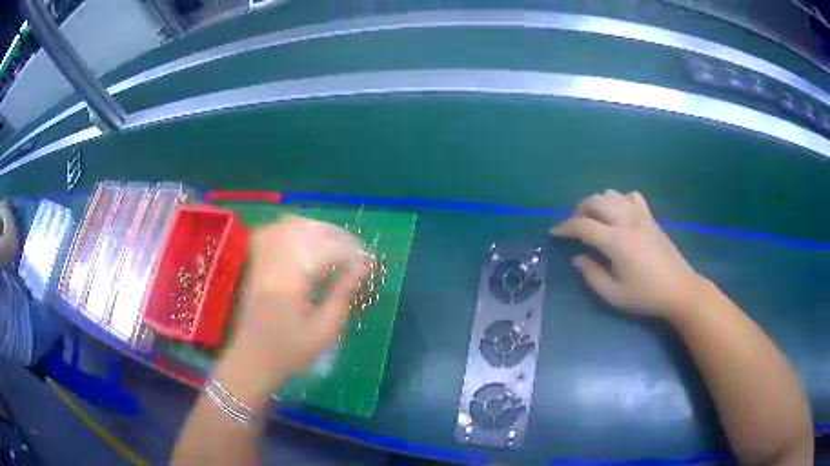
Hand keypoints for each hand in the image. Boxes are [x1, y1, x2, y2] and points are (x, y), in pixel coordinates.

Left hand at [228, 216, 367, 386]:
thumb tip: (360, 269)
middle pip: (307, 231)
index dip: (350, 253)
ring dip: (317, 229)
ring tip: (337, 244)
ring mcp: (261, 260)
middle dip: (337, 236)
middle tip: (356, 251)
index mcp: (289, 282)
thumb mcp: (323, 333)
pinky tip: (308, 241)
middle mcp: (273, 263)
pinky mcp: (256, 262)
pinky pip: (274, 231)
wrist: (251, 359)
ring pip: (290, 225)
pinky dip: (295, 230)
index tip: (367, 264)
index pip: (324, 251)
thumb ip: (342, 297)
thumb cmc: (288, 352)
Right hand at [551, 189, 703, 317]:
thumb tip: (578, 258)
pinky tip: (620, 213)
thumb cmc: (645, 295)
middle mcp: (626, 221)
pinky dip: (620, 200)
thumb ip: (592, 275)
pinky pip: (631, 197)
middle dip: (579, 210)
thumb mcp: (614, 294)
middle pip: (596, 201)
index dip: (565, 227)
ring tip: (595, 219)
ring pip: (612, 194)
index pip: (583, 225)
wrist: (679, 289)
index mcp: (615, 240)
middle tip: (575, 226)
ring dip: (598, 203)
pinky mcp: (651, 217)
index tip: (554, 232)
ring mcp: (641, 216)